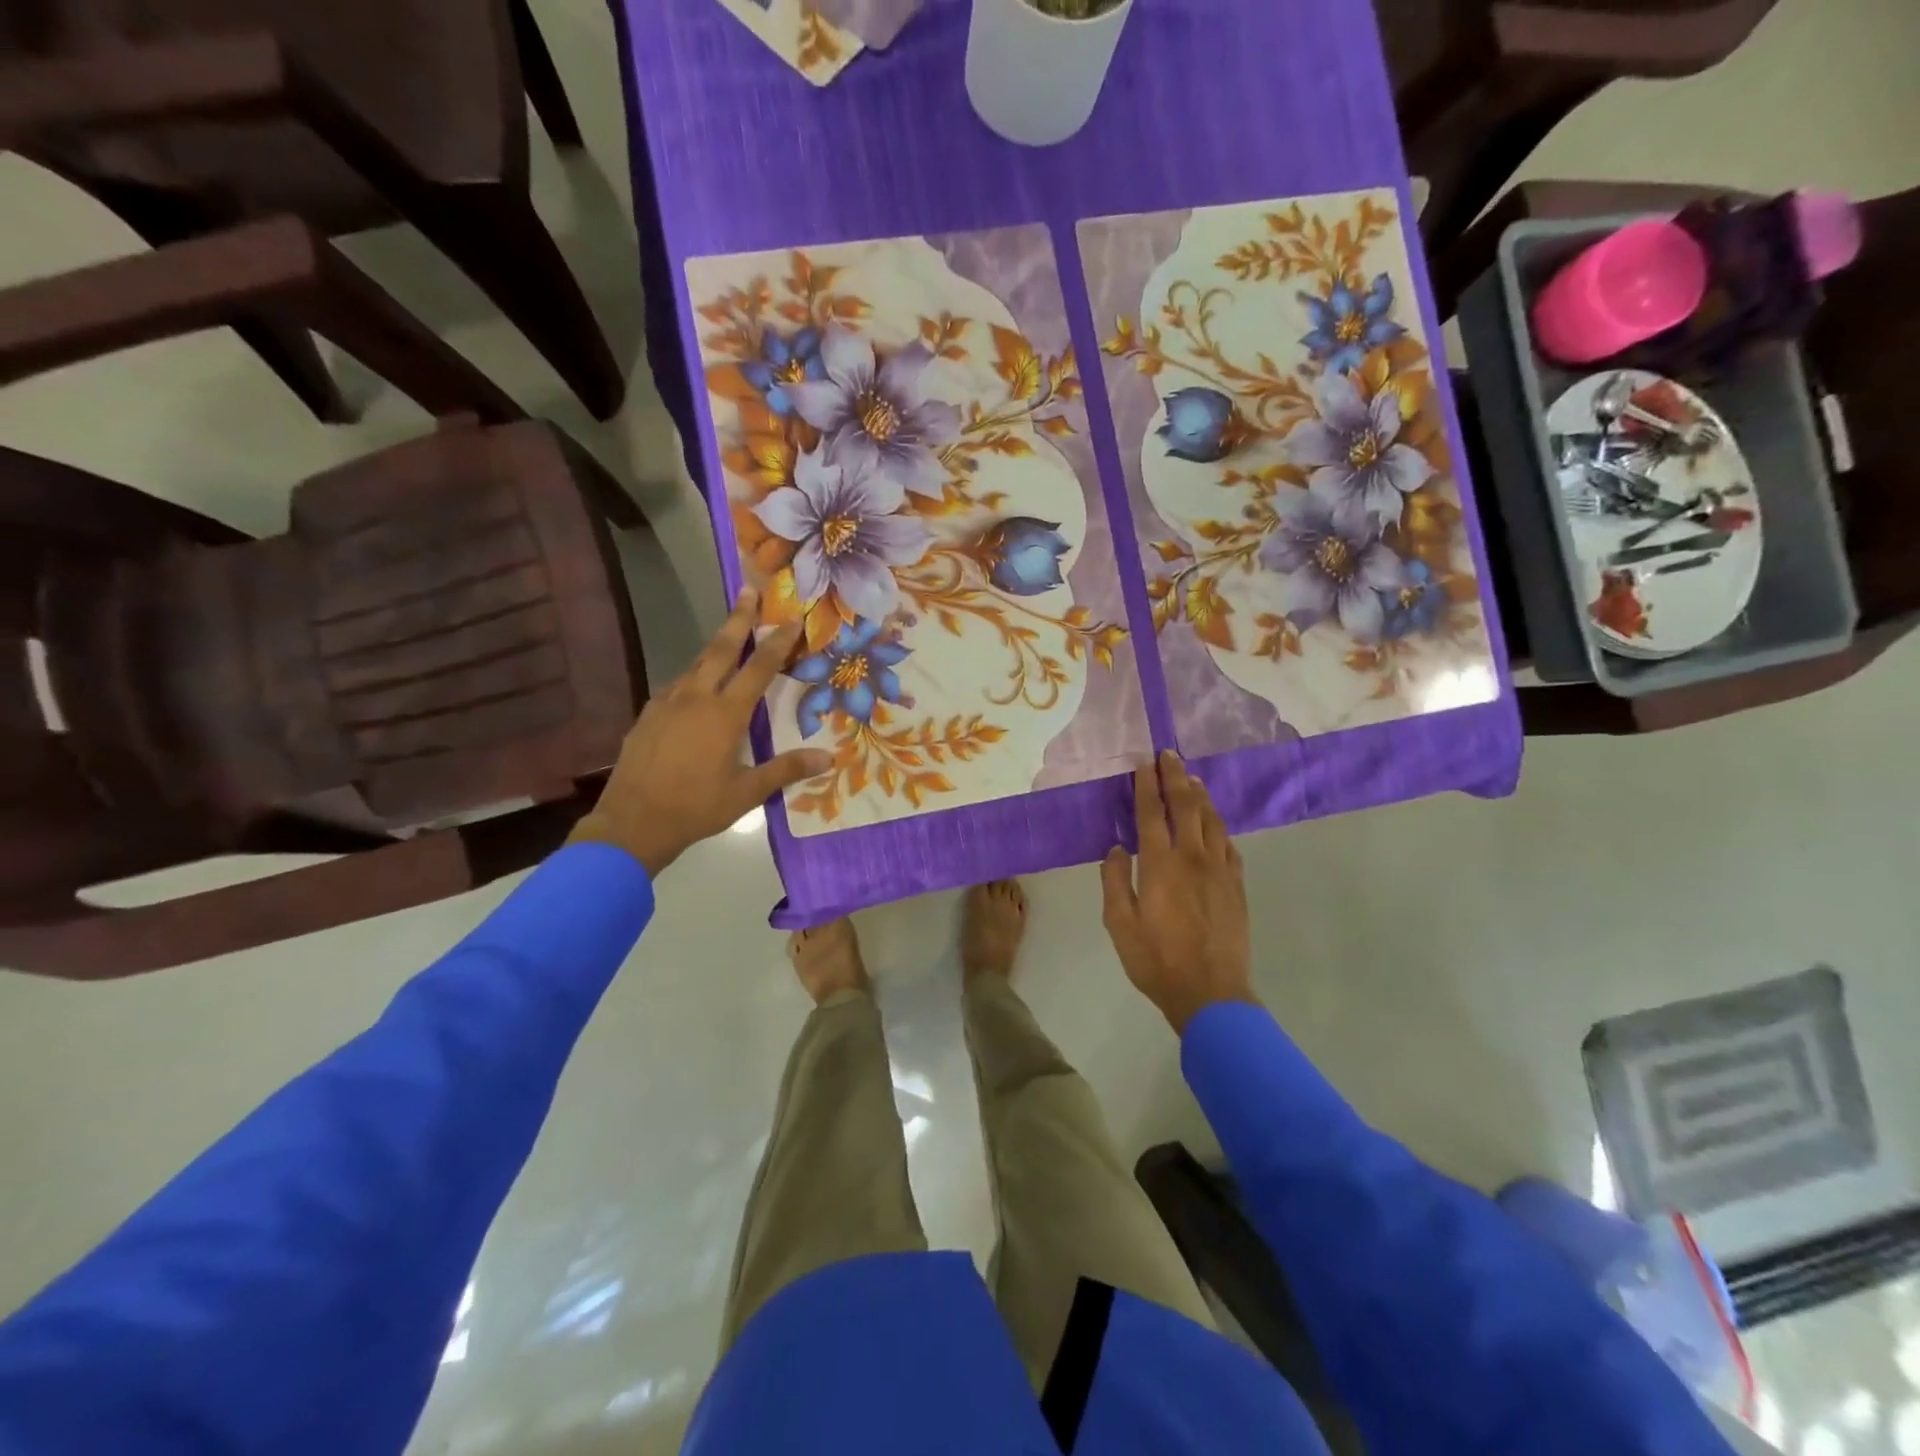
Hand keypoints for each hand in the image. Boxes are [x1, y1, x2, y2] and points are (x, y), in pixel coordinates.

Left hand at [570, 588, 830, 877]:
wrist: (632, 822)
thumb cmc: (696, 808)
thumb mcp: (747, 792)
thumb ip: (786, 770)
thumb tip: (829, 757)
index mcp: (725, 714)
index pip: (758, 668)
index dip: (777, 641)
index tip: (791, 618)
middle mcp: (696, 698)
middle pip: (720, 649)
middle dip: (738, 619)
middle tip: (749, 591)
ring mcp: (666, 703)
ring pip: (695, 664)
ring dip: (714, 645)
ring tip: (728, 633)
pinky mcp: (648, 715)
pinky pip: (676, 685)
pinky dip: (693, 674)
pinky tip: (696, 684)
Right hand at [1100, 751, 1255, 1033]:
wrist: (1211, 993)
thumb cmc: (1156, 960)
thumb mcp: (1119, 924)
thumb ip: (1115, 881)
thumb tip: (1116, 848)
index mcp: (1160, 865)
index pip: (1151, 814)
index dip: (1146, 785)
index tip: (1144, 763)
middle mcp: (1192, 858)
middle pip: (1185, 806)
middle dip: (1175, 777)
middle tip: (1168, 755)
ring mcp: (1220, 870)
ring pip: (1211, 820)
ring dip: (1199, 795)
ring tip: (1191, 777)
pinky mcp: (1236, 885)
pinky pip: (1228, 844)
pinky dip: (1218, 826)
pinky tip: (1214, 821)